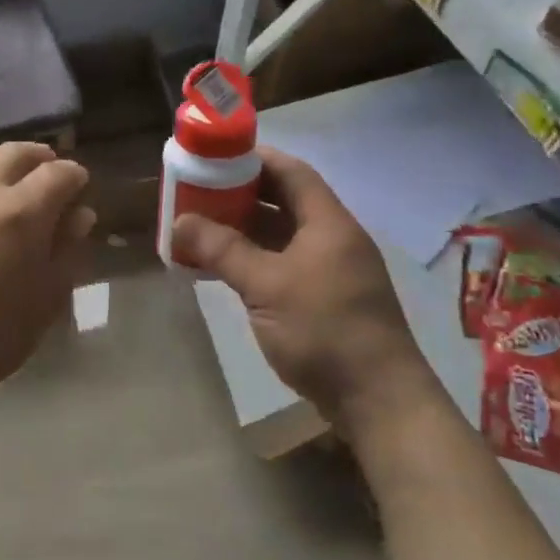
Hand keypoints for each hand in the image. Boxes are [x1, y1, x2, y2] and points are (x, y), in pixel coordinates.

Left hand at [0, 142, 94, 415]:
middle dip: (40, 158)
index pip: (59, 174)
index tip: (78, 186)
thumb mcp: (44, 302)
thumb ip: (66, 252)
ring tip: (7, 175)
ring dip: (0, 159)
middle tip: (49, 171)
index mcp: (22, 213)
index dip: (75, 177)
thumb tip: (79, 214)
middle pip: (17, 153)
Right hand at [172, 147, 420, 426]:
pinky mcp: (323, 301)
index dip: (255, 158)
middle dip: (241, 195)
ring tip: (201, 228)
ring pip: (281, 236)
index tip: (215, 157)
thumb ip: (223, 250)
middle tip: (200, 193)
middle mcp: (332, 239)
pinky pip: (282, 265)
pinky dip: (252, 261)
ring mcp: (329, 272)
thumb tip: (181, 220)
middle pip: (284, 202)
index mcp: (328, 223)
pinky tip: (222, 270)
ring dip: (244, 230)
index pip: (291, 172)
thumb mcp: (267, 286)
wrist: (378, 401)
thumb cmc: (325, 331)